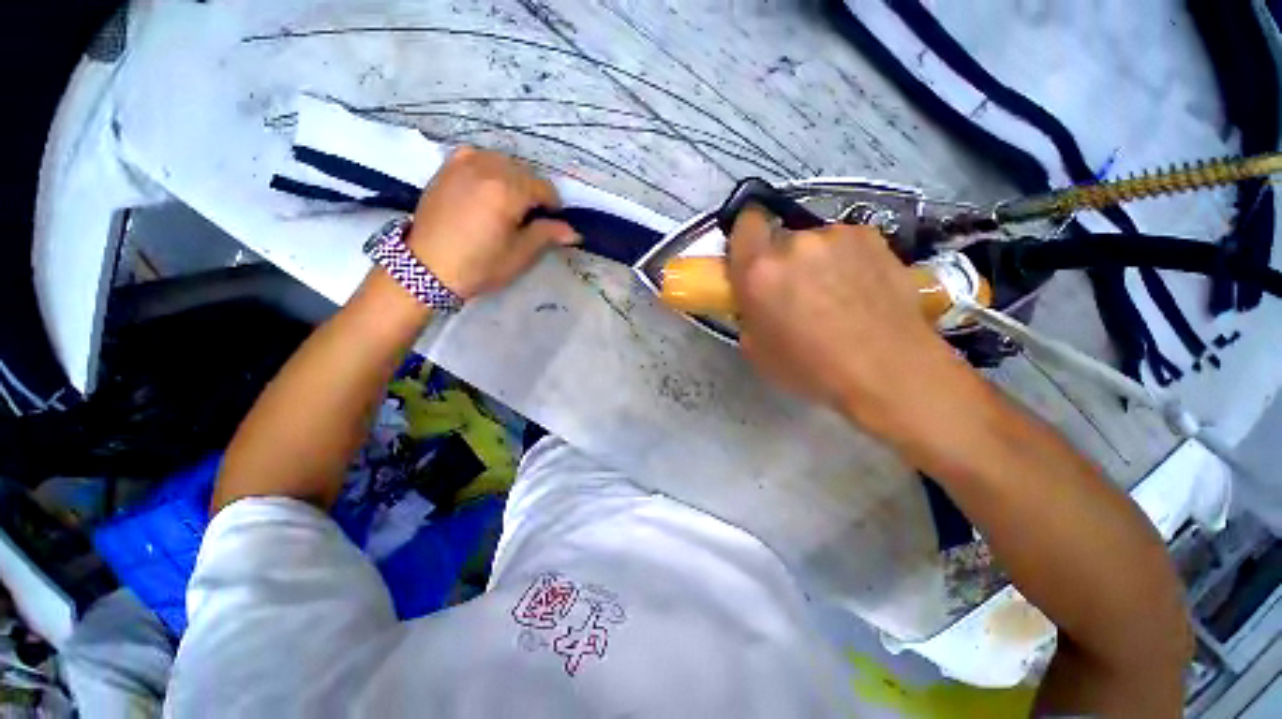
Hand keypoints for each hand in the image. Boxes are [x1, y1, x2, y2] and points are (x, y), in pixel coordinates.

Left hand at [408, 147, 578, 299]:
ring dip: (513, 178)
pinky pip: (478, 157)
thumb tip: (573, 231)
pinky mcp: (448, 167)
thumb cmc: (479, 265)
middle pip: (525, 172)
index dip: (553, 206)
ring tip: (509, 202)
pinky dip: (489, 168)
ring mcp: (464, 163)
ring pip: (503, 161)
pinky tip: (487, 186)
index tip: (553, 222)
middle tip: (531, 216)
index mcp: (508, 191)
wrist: (425, 267)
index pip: (544, 188)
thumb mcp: (519, 255)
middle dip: (534, 192)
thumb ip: (547, 235)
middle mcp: (488, 168)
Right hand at [726, 207, 966, 438]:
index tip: (753, 259)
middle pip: (780, 238)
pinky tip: (861, 290)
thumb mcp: (756, 350)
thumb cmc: (811, 368)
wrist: (888, 369)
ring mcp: (837, 236)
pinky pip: (846, 244)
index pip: (744, 225)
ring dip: (817, 261)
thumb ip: (748, 313)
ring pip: (815, 242)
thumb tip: (756, 300)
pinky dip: (846, 261)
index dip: (747, 239)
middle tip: (796, 292)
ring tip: (836, 295)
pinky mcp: (873, 237)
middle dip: (783, 261)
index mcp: (759, 271)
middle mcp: (795, 243)